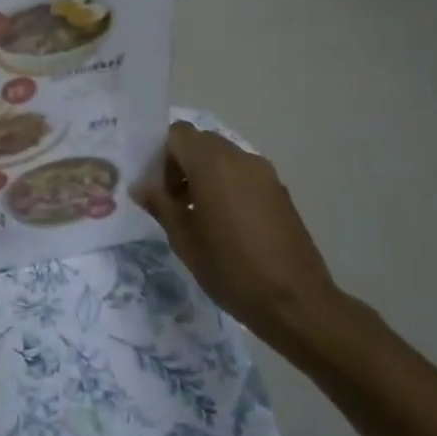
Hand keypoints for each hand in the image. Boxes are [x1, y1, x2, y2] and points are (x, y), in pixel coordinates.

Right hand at [134, 121, 350, 360]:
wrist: (295, 301)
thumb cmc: (231, 269)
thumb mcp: (184, 240)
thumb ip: (160, 205)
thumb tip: (140, 186)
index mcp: (213, 165)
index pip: (178, 133)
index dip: (162, 154)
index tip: (159, 187)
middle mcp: (240, 158)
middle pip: (201, 142)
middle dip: (182, 163)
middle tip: (174, 201)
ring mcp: (264, 174)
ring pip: (223, 157)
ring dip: (205, 174)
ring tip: (199, 215)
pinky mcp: (279, 191)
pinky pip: (243, 174)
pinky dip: (227, 185)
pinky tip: (226, 224)